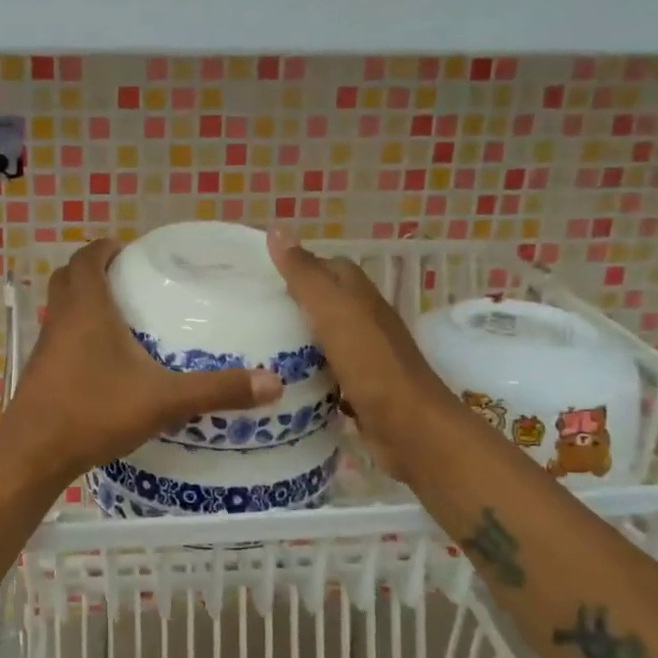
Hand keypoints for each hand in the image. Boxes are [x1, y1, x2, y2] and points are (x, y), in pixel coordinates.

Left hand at [0, 238, 281, 486]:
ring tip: (123, 317)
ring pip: (62, 307)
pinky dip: (78, 333)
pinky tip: (105, 361)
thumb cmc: (94, 412)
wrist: (33, 454)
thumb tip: (274, 382)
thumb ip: (217, 389)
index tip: (133, 252)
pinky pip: (59, 336)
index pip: (88, 257)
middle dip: (96, 270)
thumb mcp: (163, 400)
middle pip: (70, 276)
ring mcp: (46, 345)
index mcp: (87, 307)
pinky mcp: (40, 371)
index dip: (107, 248)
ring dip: (84, 301)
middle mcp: (62, 318)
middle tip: (130, 280)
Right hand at [266, 231, 452, 478]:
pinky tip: (278, 381)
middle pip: (323, 303)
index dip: (295, 266)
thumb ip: (305, 274)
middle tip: (247, 314)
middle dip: (289, 304)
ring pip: (322, 339)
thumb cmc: (371, 364)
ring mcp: (363, 357)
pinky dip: (304, 373)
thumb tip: (277, 229)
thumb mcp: (333, 311)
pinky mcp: (358, 390)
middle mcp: (364, 322)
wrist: (410, 428)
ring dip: (295, 340)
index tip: (257, 278)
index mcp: (360, 296)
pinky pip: (324, 373)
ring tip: (252, 346)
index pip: (326, 267)